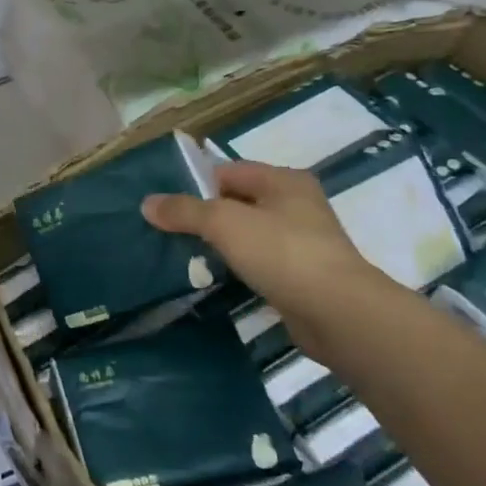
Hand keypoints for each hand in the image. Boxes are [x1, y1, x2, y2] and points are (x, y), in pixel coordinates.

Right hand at [143, 162, 384, 357]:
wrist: (338, 314)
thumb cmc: (281, 252)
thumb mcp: (223, 223)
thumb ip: (184, 210)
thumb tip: (147, 203)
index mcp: (283, 181)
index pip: (227, 171)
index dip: (194, 184)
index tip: (164, 205)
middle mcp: (296, 205)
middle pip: (236, 202)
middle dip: (203, 215)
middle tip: (167, 230)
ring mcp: (301, 242)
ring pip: (247, 234)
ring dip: (219, 244)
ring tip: (183, 255)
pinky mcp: (301, 276)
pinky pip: (258, 263)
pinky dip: (237, 267)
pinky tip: (215, 278)